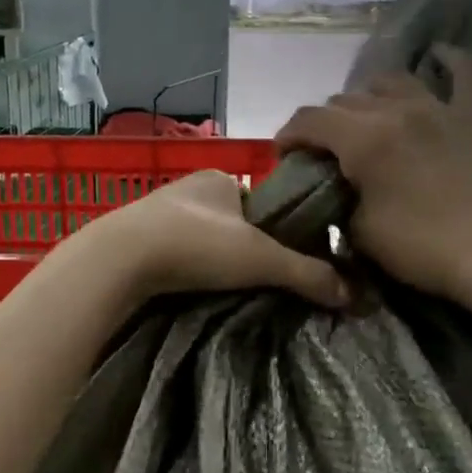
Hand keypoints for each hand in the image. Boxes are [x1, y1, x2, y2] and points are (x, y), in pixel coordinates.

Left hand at [70, 168, 349, 308]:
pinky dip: (187, 268)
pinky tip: (191, 289)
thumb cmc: (195, 245)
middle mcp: (188, 188)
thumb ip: (306, 273)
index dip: (276, 231)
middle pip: (231, 222)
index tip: (282, 262)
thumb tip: (353, 295)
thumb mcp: (260, 258)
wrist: (118, 260)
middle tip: (257, 282)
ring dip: (212, 260)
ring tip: (225, 291)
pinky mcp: (135, 238)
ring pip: (200, 238)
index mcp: (220, 177)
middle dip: (243, 248)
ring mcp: (157, 212)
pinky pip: (174, 252)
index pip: (262, 203)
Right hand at [274, 47, 471, 302]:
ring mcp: (439, 107)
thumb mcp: (358, 230)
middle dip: (325, 123)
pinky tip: (437, 56)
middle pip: (346, 100)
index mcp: (364, 139)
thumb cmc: (418, 248)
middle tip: (324, 149)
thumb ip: (338, 197)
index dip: (289, 134)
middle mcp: (397, 110)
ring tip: (368, 117)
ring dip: (370, 96)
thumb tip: (334, 185)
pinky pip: (461, 71)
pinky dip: (446, 61)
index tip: (284, 154)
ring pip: (391, 80)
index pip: (310, 120)